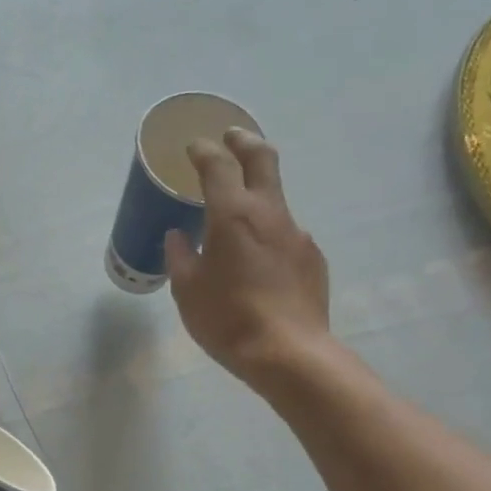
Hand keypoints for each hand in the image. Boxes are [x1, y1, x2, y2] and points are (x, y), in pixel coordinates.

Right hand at [165, 128, 332, 399]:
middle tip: (231, 137)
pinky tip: (257, 260)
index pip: (219, 165)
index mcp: (233, 215)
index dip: (204, 151)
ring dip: (256, 193)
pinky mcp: (312, 258)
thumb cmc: (226, 319)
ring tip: (236, 214)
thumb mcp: (187, 290)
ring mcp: (296, 234)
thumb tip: (178, 237)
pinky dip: (268, 232)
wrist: (288, 352)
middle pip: (262, 159)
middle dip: (244, 142)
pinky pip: (285, 234)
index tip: (193, 147)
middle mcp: (270, 213)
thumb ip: (180, 257)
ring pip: (276, 198)